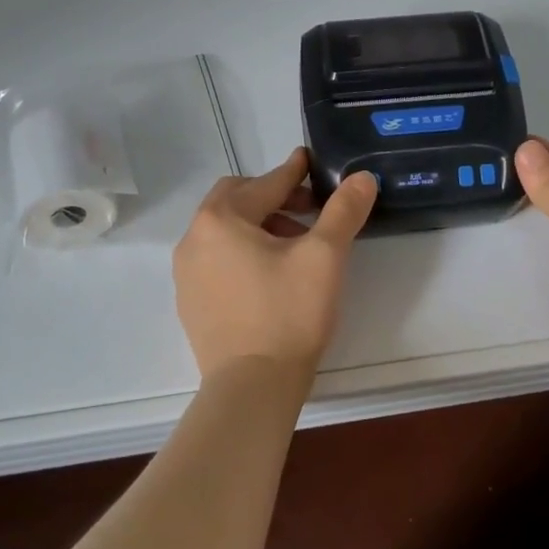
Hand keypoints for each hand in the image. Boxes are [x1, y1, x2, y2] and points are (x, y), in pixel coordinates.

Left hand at [173, 148, 377, 396]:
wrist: (252, 387)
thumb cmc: (288, 313)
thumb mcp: (324, 257)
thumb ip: (344, 211)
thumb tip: (361, 178)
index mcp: (221, 219)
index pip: (265, 184)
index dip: (294, 172)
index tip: (310, 160)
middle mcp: (194, 238)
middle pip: (236, 200)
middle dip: (273, 198)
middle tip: (309, 211)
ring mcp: (187, 273)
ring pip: (226, 231)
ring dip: (260, 226)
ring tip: (296, 247)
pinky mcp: (190, 302)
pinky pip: (217, 260)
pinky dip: (243, 253)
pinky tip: (270, 277)